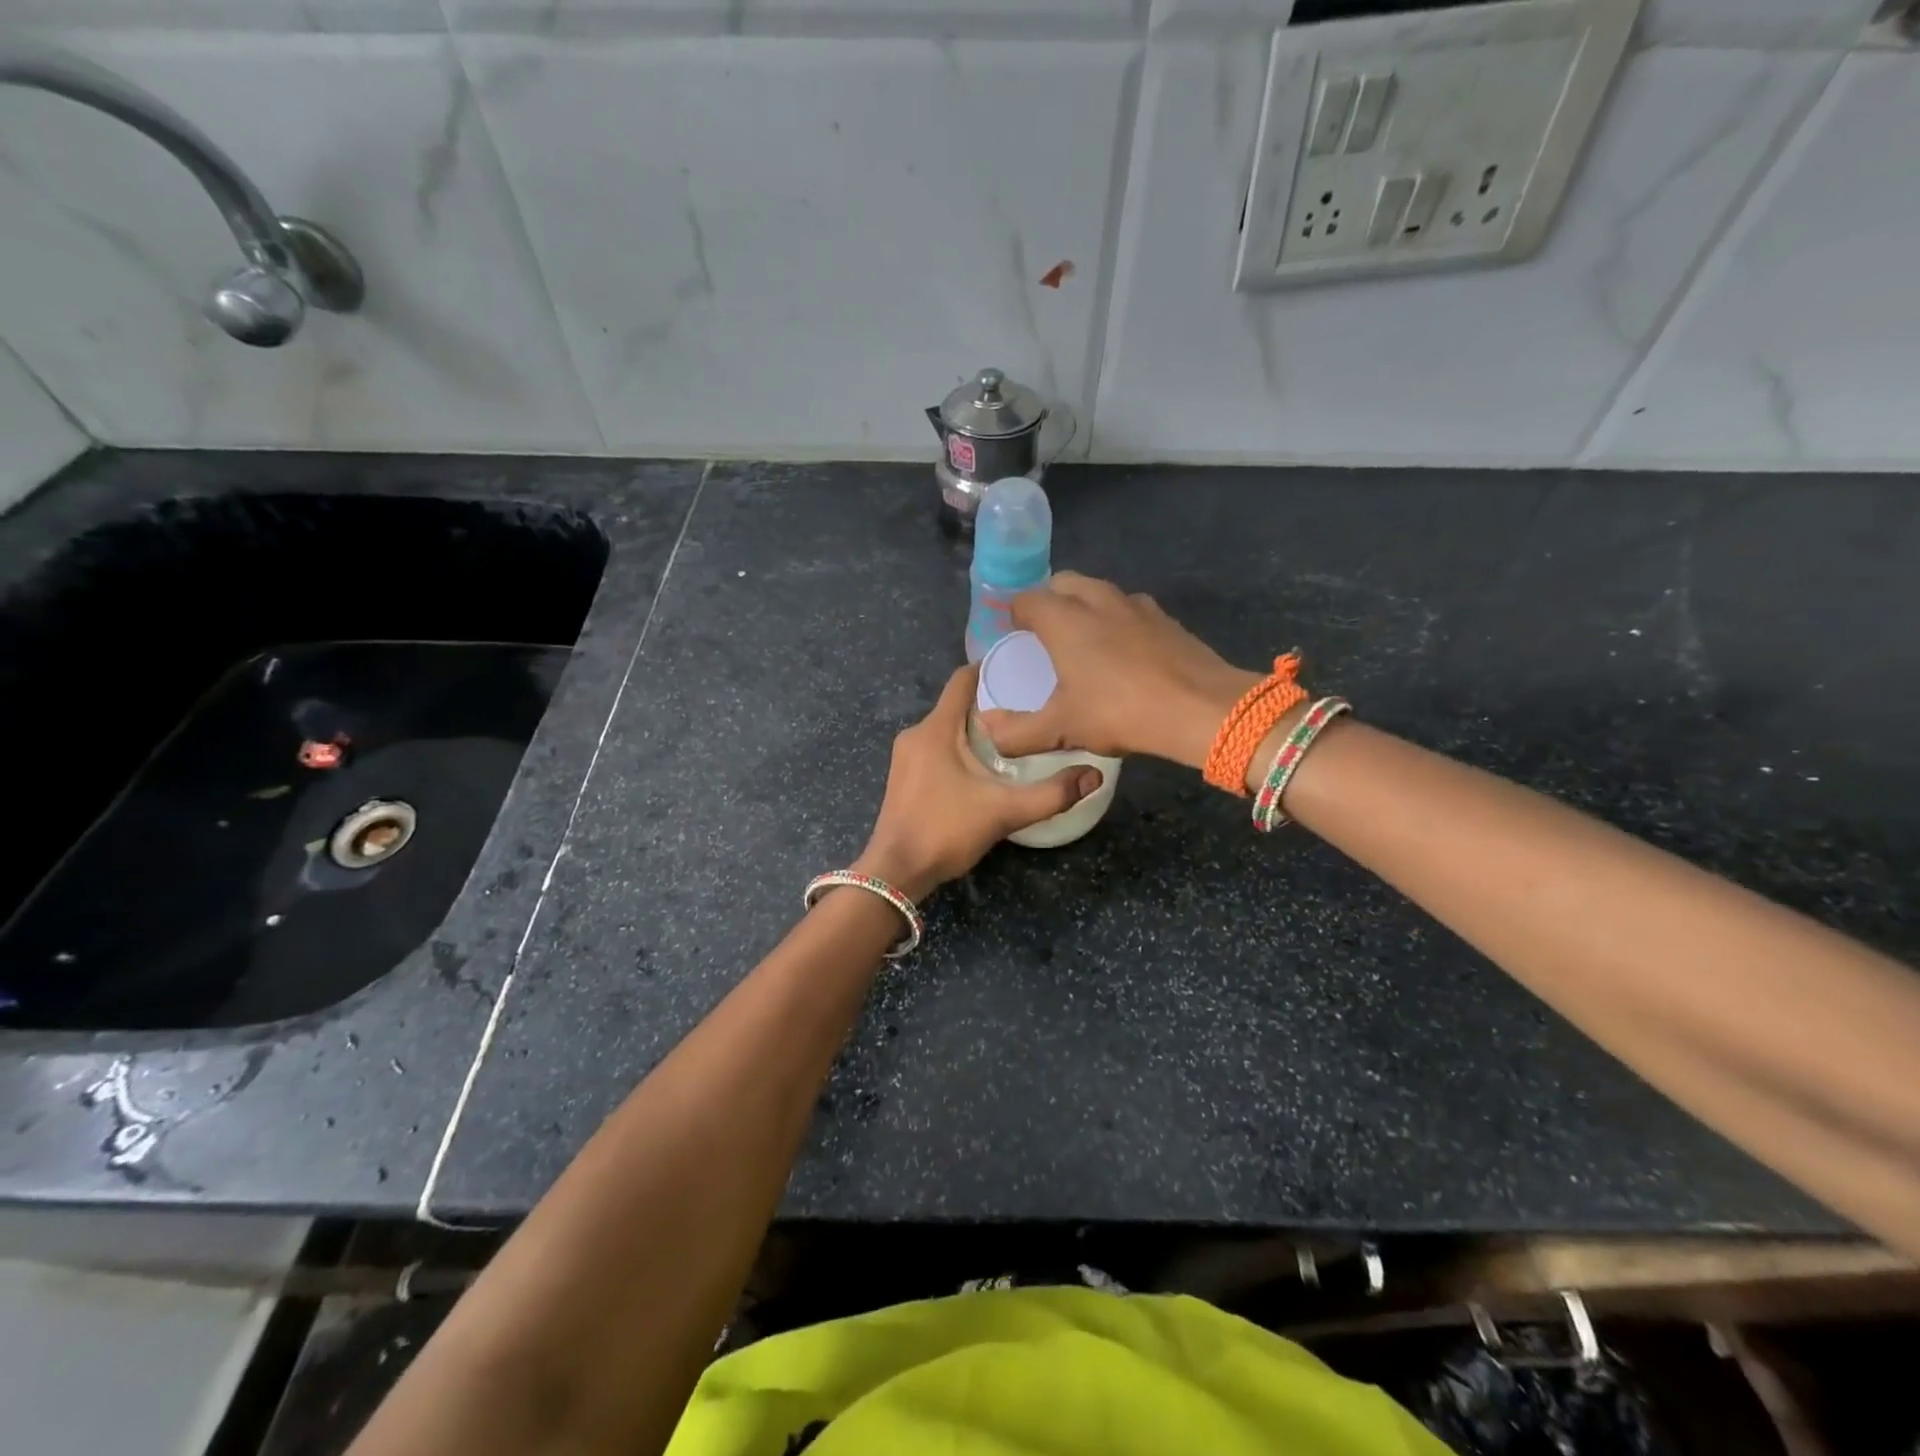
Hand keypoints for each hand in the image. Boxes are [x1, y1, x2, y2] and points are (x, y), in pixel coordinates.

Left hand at [853, 664, 1103, 900]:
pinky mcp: (903, 778)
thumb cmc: (946, 831)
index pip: (961, 680)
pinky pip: (935, 749)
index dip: (990, 668)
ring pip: (945, 730)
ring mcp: (905, 757)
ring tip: (1013, 740)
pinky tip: (983, 769)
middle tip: (1029, 713)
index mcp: (936, 729)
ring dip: (975, 731)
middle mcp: (916, 734)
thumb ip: (1052, 794)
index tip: (1021, 670)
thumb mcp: (1005, 811)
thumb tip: (1094, 776)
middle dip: (990, 705)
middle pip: (956, 705)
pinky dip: (959, 750)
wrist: (896, 872)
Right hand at [978, 572, 1258, 771]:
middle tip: (1044, 635)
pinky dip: (1117, 620)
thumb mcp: (1062, 730)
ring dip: (1084, 606)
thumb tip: (989, 730)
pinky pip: (1130, 608)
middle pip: (1063, 583)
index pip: (1026, 599)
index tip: (1012, 635)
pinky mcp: (1165, 618)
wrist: (1200, 708)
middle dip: (1048, 601)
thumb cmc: (1120, 712)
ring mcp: (1136, 605)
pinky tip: (1123, 652)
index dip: (1014, 614)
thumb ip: (1018, 733)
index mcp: (1064, 620)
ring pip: (1099, 591)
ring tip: (1083, 640)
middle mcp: (1097, 600)